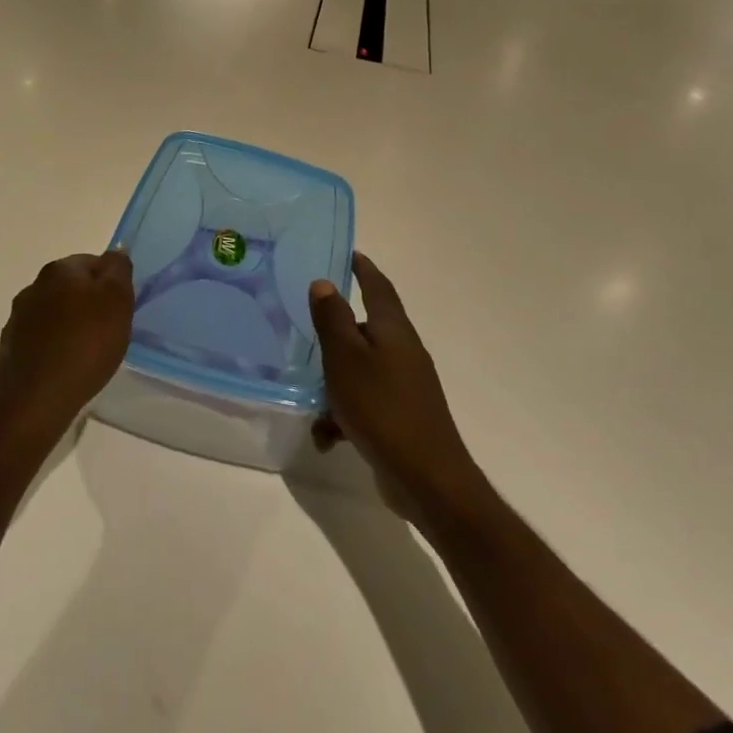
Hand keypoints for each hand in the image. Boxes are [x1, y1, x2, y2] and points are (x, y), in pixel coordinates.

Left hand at [0, 250, 135, 446]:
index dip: (111, 284)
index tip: (121, 309)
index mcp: (60, 270)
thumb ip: (118, 270)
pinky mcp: (10, 347)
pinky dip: (54, 345)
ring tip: (87, 352)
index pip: (93, 262)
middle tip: (108, 330)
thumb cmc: (85, 345)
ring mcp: (18, 318)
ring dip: (70, 323)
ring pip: (54, 312)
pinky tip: (65, 366)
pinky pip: (40, 338)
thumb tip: (116, 250)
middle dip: (89, 303)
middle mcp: (33, 286)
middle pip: (71, 286)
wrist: (36, 401)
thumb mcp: (117, 302)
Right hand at [309, 253, 479, 521]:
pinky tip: (326, 436)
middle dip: (337, 330)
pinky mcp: (401, 417)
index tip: (349, 253)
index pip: (378, 287)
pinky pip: (364, 403)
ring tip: (309, 398)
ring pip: (360, 370)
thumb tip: (325, 282)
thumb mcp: (346, 358)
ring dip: (333, 381)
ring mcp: (405, 386)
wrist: (426, 478)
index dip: (364, 268)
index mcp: (393, 330)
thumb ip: (333, 319)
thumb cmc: (381, 407)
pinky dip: (343, 414)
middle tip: (307, 323)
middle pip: (367, 329)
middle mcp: (403, 352)